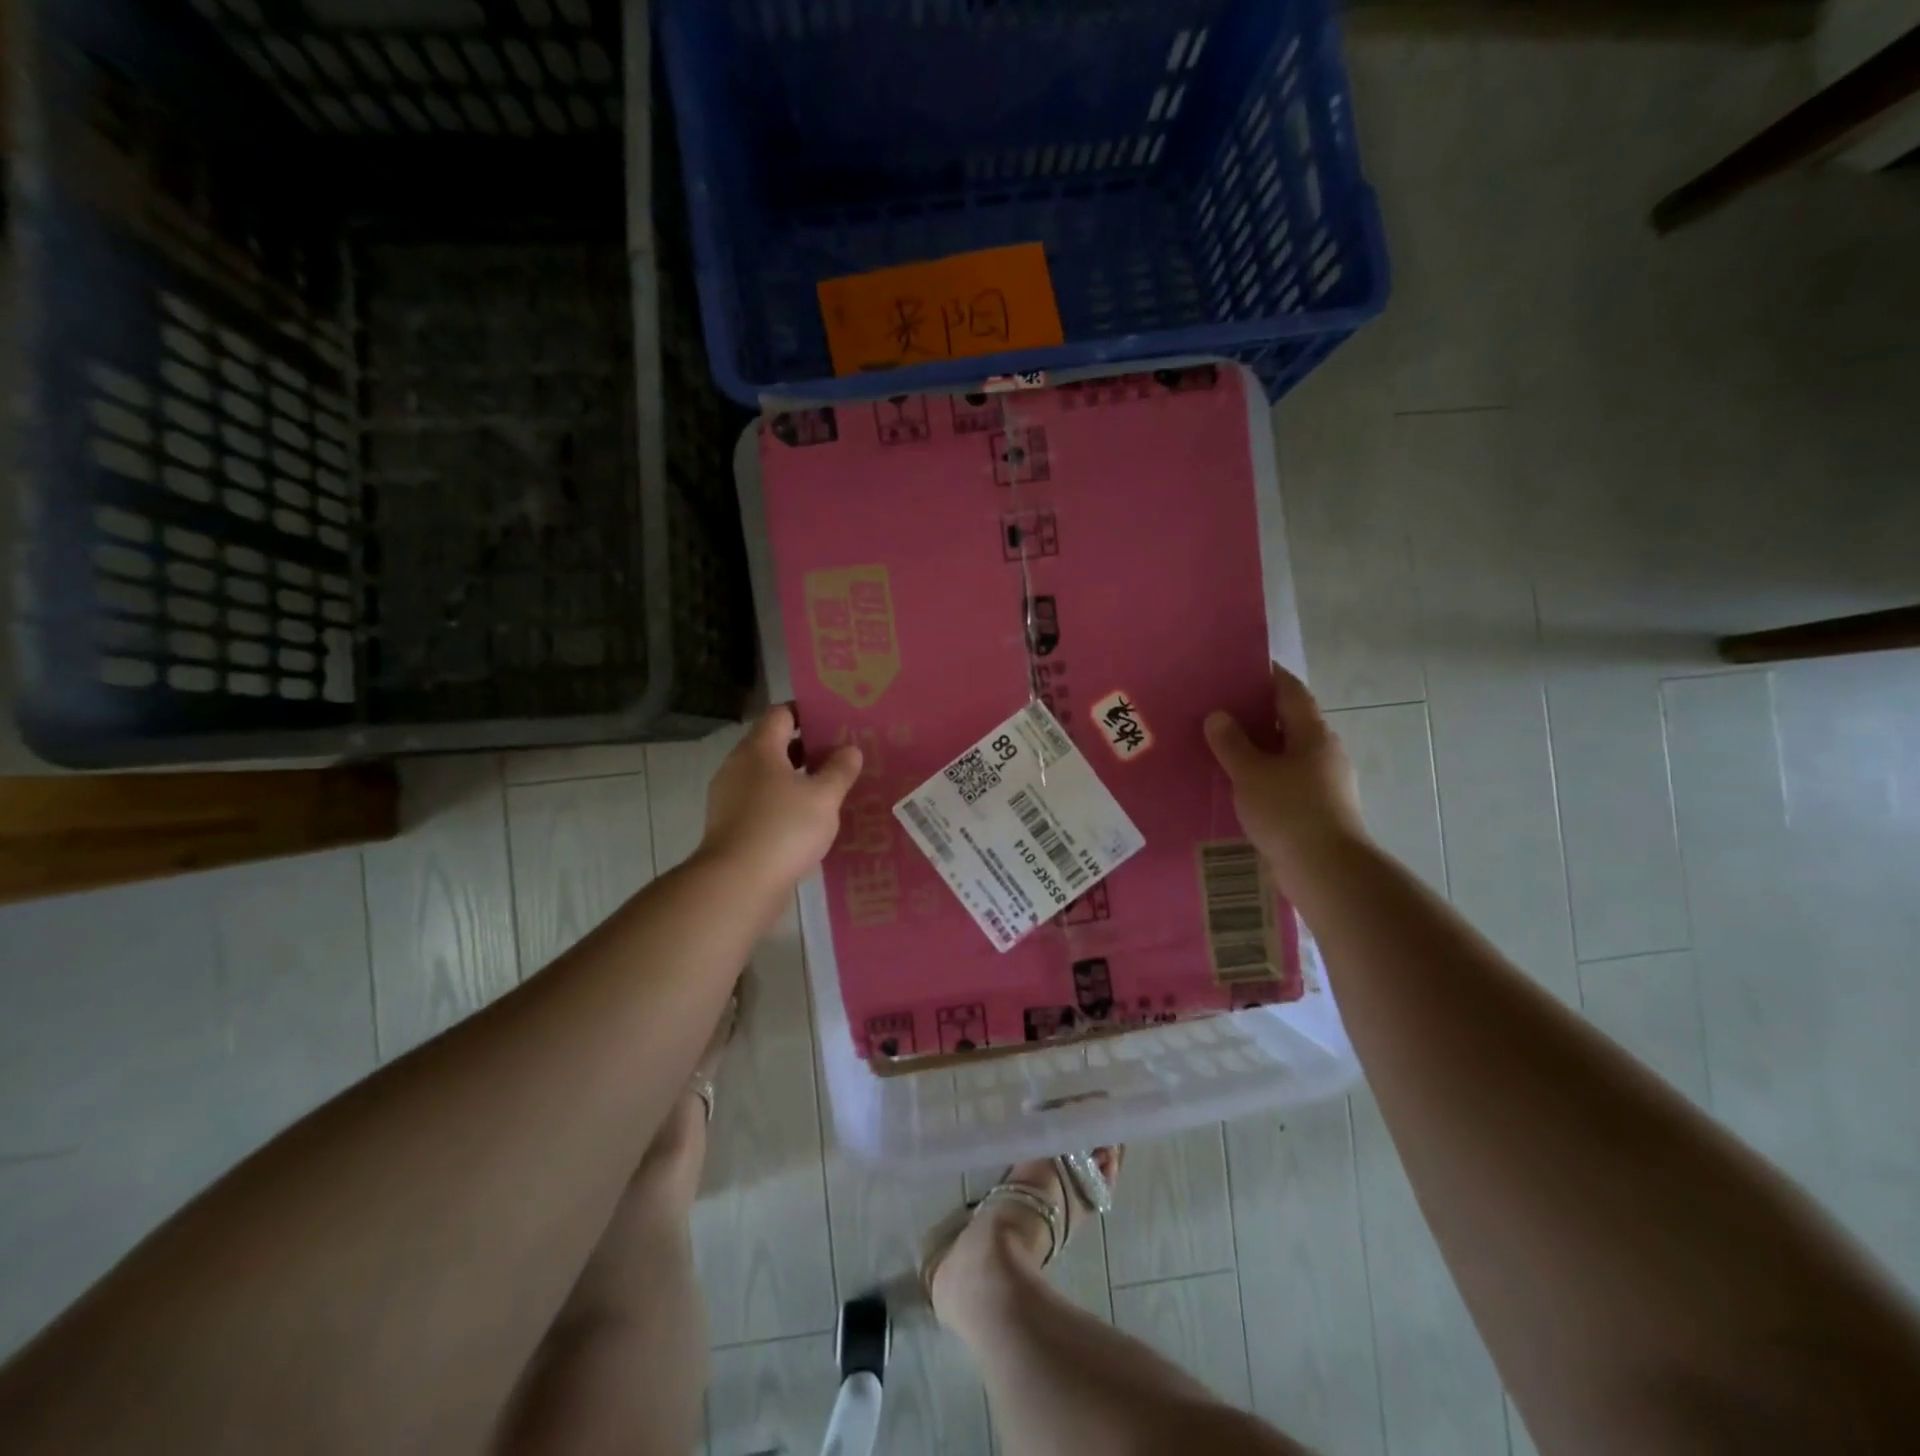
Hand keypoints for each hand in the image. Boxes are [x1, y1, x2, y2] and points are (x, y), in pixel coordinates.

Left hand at [701, 706, 863, 891]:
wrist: (737, 884)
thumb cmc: (783, 829)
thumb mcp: (824, 798)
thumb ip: (839, 770)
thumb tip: (849, 749)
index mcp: (759, 749)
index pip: (781, 714)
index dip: (807, 713)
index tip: (833, 721)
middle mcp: (738, 766)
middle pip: (773, 745)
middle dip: (806, 748)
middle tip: (840, 755)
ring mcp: (729, 797)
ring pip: (767, 777)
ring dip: (795, 779)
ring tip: (829, 789)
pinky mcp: (730, 826)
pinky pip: (760, 803)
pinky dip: (782, 804)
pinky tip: (807, 821)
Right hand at [1204, 664, 1367, 870]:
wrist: (1326, 870)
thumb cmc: (1289, 811)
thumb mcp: (1250, 773)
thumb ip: (1231, 743)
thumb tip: (1218, 715)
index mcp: (1312, 734)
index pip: (1291, 691)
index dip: (1268, 675)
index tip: (1241, 667)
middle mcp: (1324, 752)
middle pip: (1290, 721)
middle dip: (1257, 714)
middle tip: (1219, 709)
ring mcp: (1324, 782)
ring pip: (1287, 754)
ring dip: (1260, 748)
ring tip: (1222, 748)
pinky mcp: (1318, 809)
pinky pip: (1286, 781)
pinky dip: (1264, 775)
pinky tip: (1240, 785)